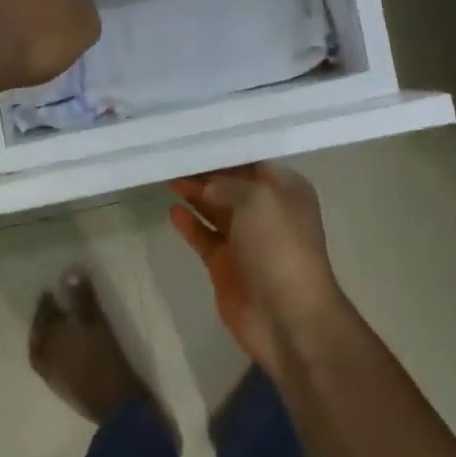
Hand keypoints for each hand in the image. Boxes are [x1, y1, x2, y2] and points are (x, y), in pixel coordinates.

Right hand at [169, 163, 348, 372]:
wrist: (288, 317)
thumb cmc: (279, 248)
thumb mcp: (258, 200)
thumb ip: (227, 185)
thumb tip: (206, 187)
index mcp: (285, 191)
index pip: (251, 161)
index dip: (224, 152)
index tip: (193, 139)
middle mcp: (267, 211)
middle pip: (230, 184)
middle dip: (204, 172)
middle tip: (172, 157)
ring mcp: (246, 240)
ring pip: (215, 209)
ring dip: (194, 194)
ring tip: (167, 176)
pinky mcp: (226, 265)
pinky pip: (204, 237)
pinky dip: (189, 224)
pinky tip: (172, 210)